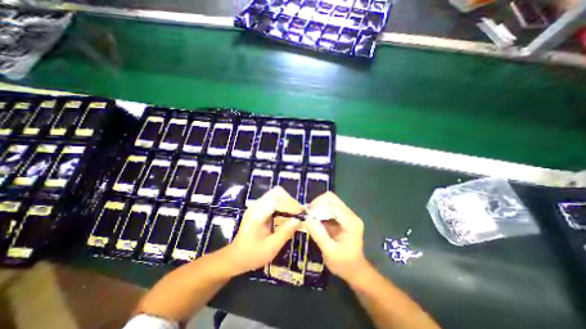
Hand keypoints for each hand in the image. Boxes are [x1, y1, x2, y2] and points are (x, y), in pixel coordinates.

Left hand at [226, 188, 304, 274]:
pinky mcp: (259, 208)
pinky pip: (274, 200)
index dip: (291, 204)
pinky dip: (283, 205)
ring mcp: (257, 205)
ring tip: (296, 213)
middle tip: (300, 212)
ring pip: (276, 195)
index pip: (276, 200)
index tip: (301, 213)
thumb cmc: (252, 255)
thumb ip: (285, 233)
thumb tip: (298, 220)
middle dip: (290, 201)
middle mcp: (256, 206)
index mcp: (257, 214)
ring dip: (288, 202)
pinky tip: (289, 214)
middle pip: (277, 193)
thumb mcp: (270, 248)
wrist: (236, 257)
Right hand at [304, 192, 367, 281]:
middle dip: (317, 204)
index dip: (318, 206)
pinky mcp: (342, 218)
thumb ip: (318, 234)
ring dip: (318, 208)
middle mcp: (350, 214)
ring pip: (329, 202)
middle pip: (331, 199)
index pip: (332, 203)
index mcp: (350, 221)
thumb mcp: (329, 251)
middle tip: (308, 215)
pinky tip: (315, 221)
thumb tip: (306, 218)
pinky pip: (329, 209)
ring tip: (310, 218)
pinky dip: (320, 213)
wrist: (355, 271)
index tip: (307, 215)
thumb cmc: (344, 264)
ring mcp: (347, 216)